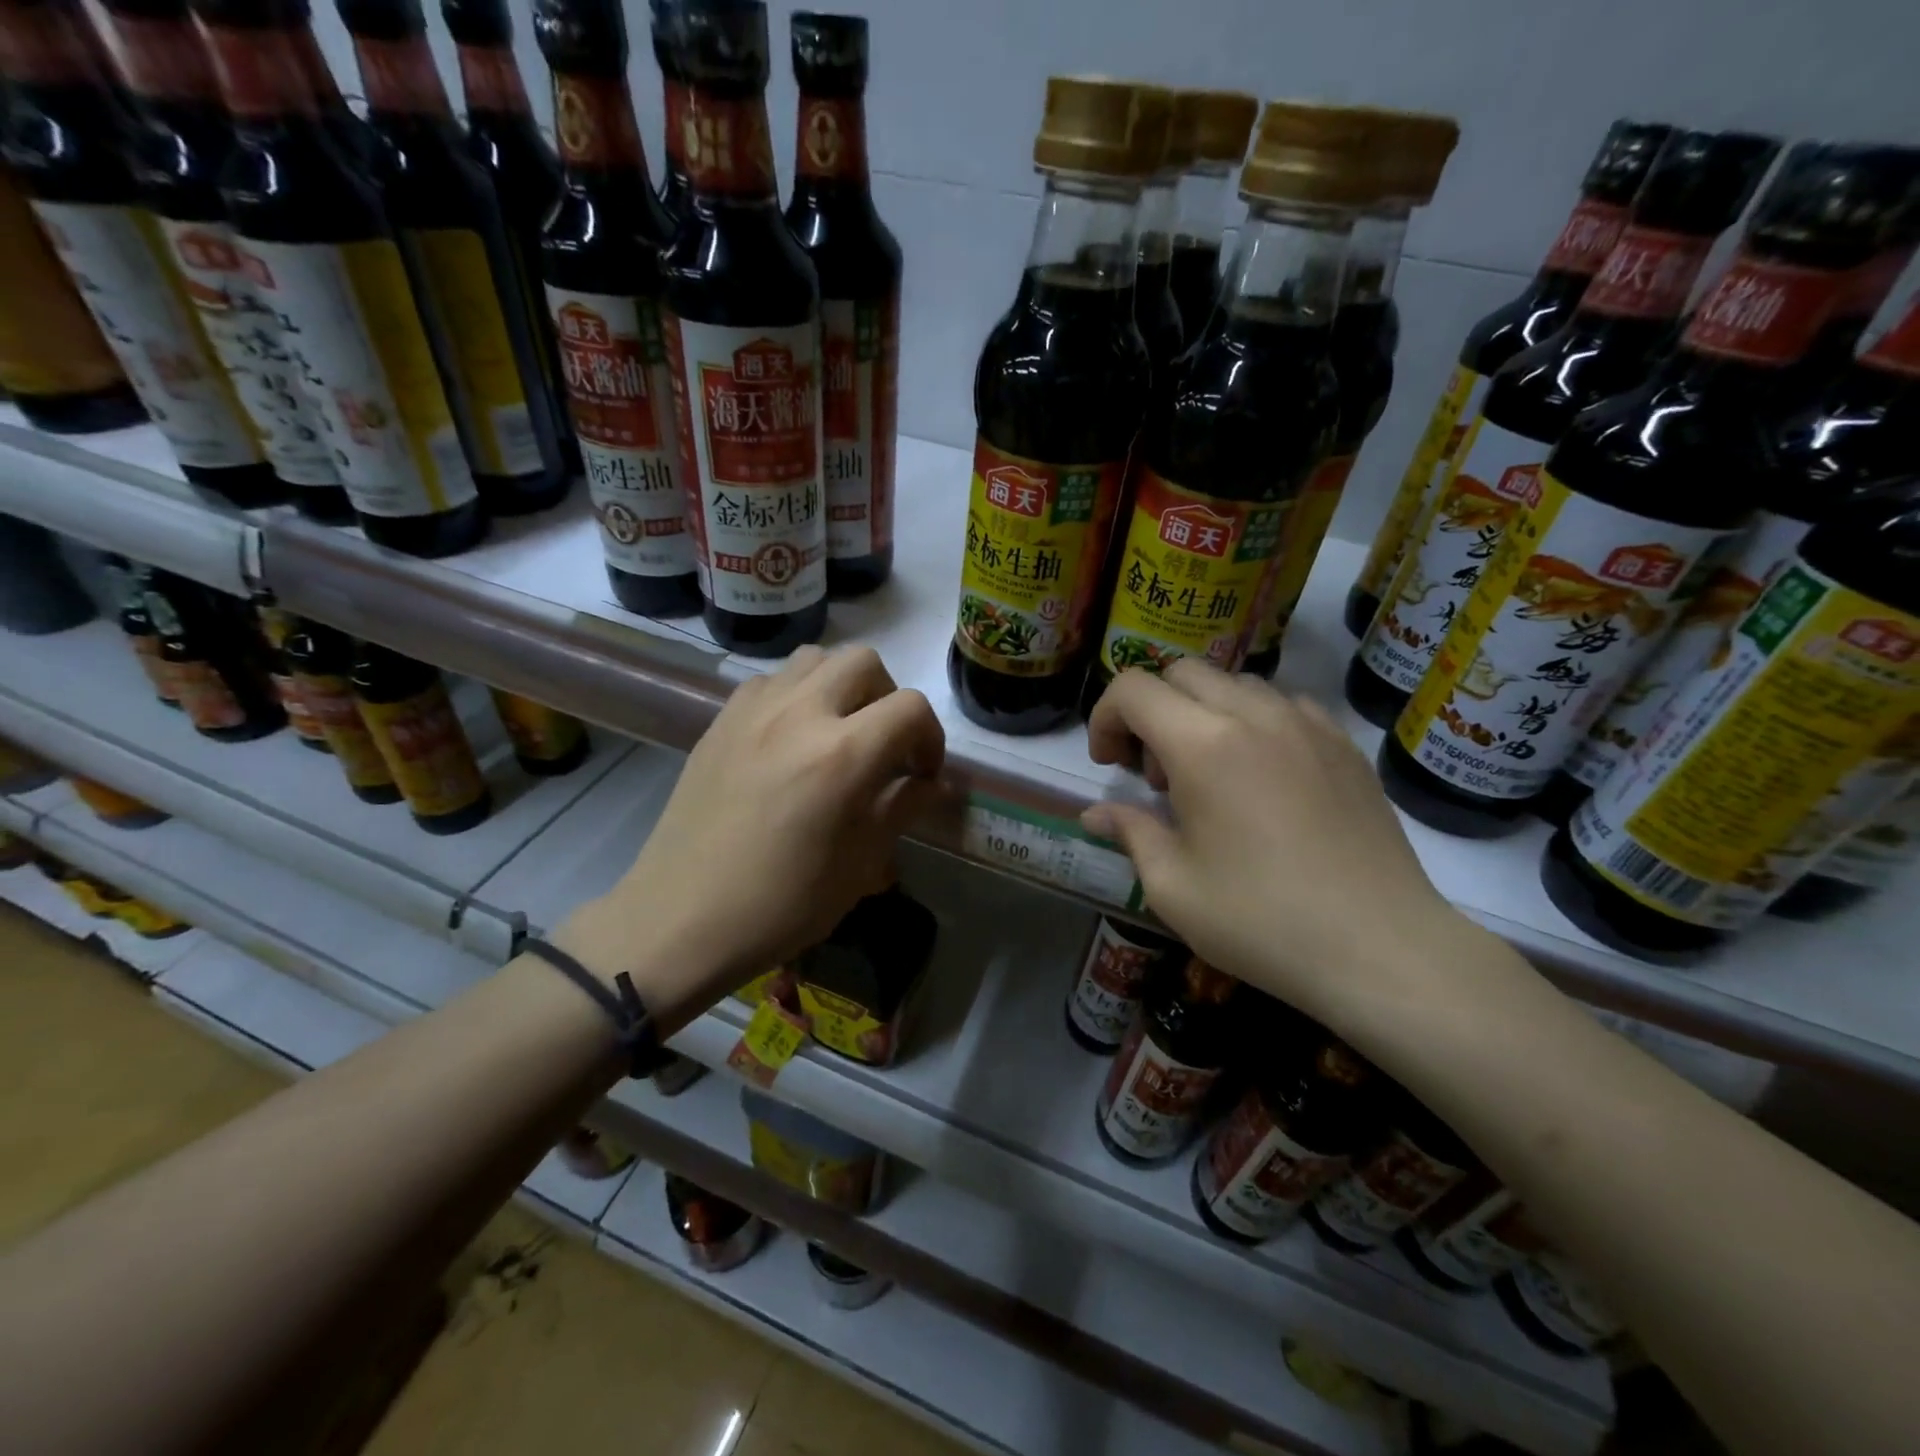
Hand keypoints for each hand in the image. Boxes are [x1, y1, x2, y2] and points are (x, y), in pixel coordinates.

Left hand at [557, 647, 944, 1019]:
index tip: (922, 774)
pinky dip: (796, 694)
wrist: (683, 919)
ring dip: (841, 685)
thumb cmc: (781, 904)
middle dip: (888, 698)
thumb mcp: (859, 865)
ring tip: (838, 731)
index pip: (910, 708)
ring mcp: (754, 711)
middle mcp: (799, 714)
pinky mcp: (721, 720)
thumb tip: (935, 785)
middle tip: (883, 745)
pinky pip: (771, 681)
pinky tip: (790, 739)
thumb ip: (902, 809)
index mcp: (842, 755)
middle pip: (864, 662)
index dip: (931, 737)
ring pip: (815, 659)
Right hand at [1082, 662, 1470, 1024]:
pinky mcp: (1344, 744)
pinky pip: (1284, 705)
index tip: (1109, 765)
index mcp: (1203, 745)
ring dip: (1202, 714)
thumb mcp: (1172, 886)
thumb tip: (1097, 814)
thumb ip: (1130, 832)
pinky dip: (1254, 723)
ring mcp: (1307, 724)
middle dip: (1151, 711)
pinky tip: (1262, 778)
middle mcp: (1255, 715)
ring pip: (1234, 684)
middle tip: (1156, 775)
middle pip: (1182, 673)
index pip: (1133, 689)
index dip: (1105, 717)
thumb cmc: (1261, 921)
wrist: (1381, 949)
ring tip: (1210, 777)